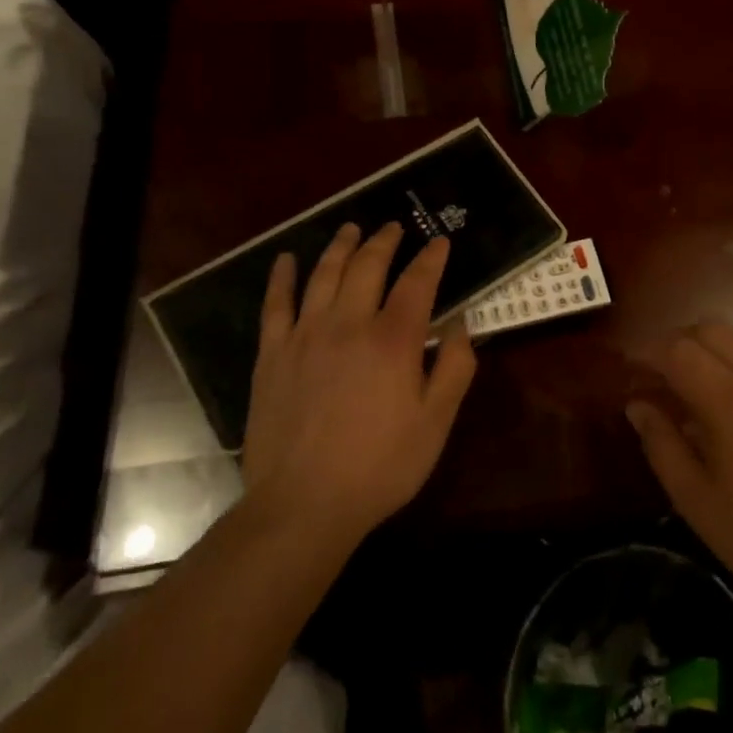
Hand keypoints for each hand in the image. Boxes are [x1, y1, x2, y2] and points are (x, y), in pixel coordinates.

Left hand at [239, 222, 475, 548]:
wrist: (303, 505)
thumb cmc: (380, 466)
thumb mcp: (436, 422)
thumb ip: (455, 367)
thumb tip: (460, 323)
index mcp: (393, 339)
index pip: (417, 282)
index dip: (431, 258)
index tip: (440, 242)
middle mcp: (349, 323)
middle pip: (368, 266)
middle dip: (384, 241)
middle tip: (393, 227)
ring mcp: (305, 336)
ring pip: (324, 275)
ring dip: (340, 247)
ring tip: (351, 229)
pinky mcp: (272, 355)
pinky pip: (275, 305)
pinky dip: (281, 277)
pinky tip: (286, 259)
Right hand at [626, 322, 732, 635]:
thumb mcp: (697, 501)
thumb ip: (661, 444)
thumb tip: (637, 405)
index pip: (680, 351)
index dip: (649, 352)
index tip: (630, 368)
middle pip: (712, 330)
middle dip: (678, 342)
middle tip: (659, 374)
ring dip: (711, 347)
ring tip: (693, 383)